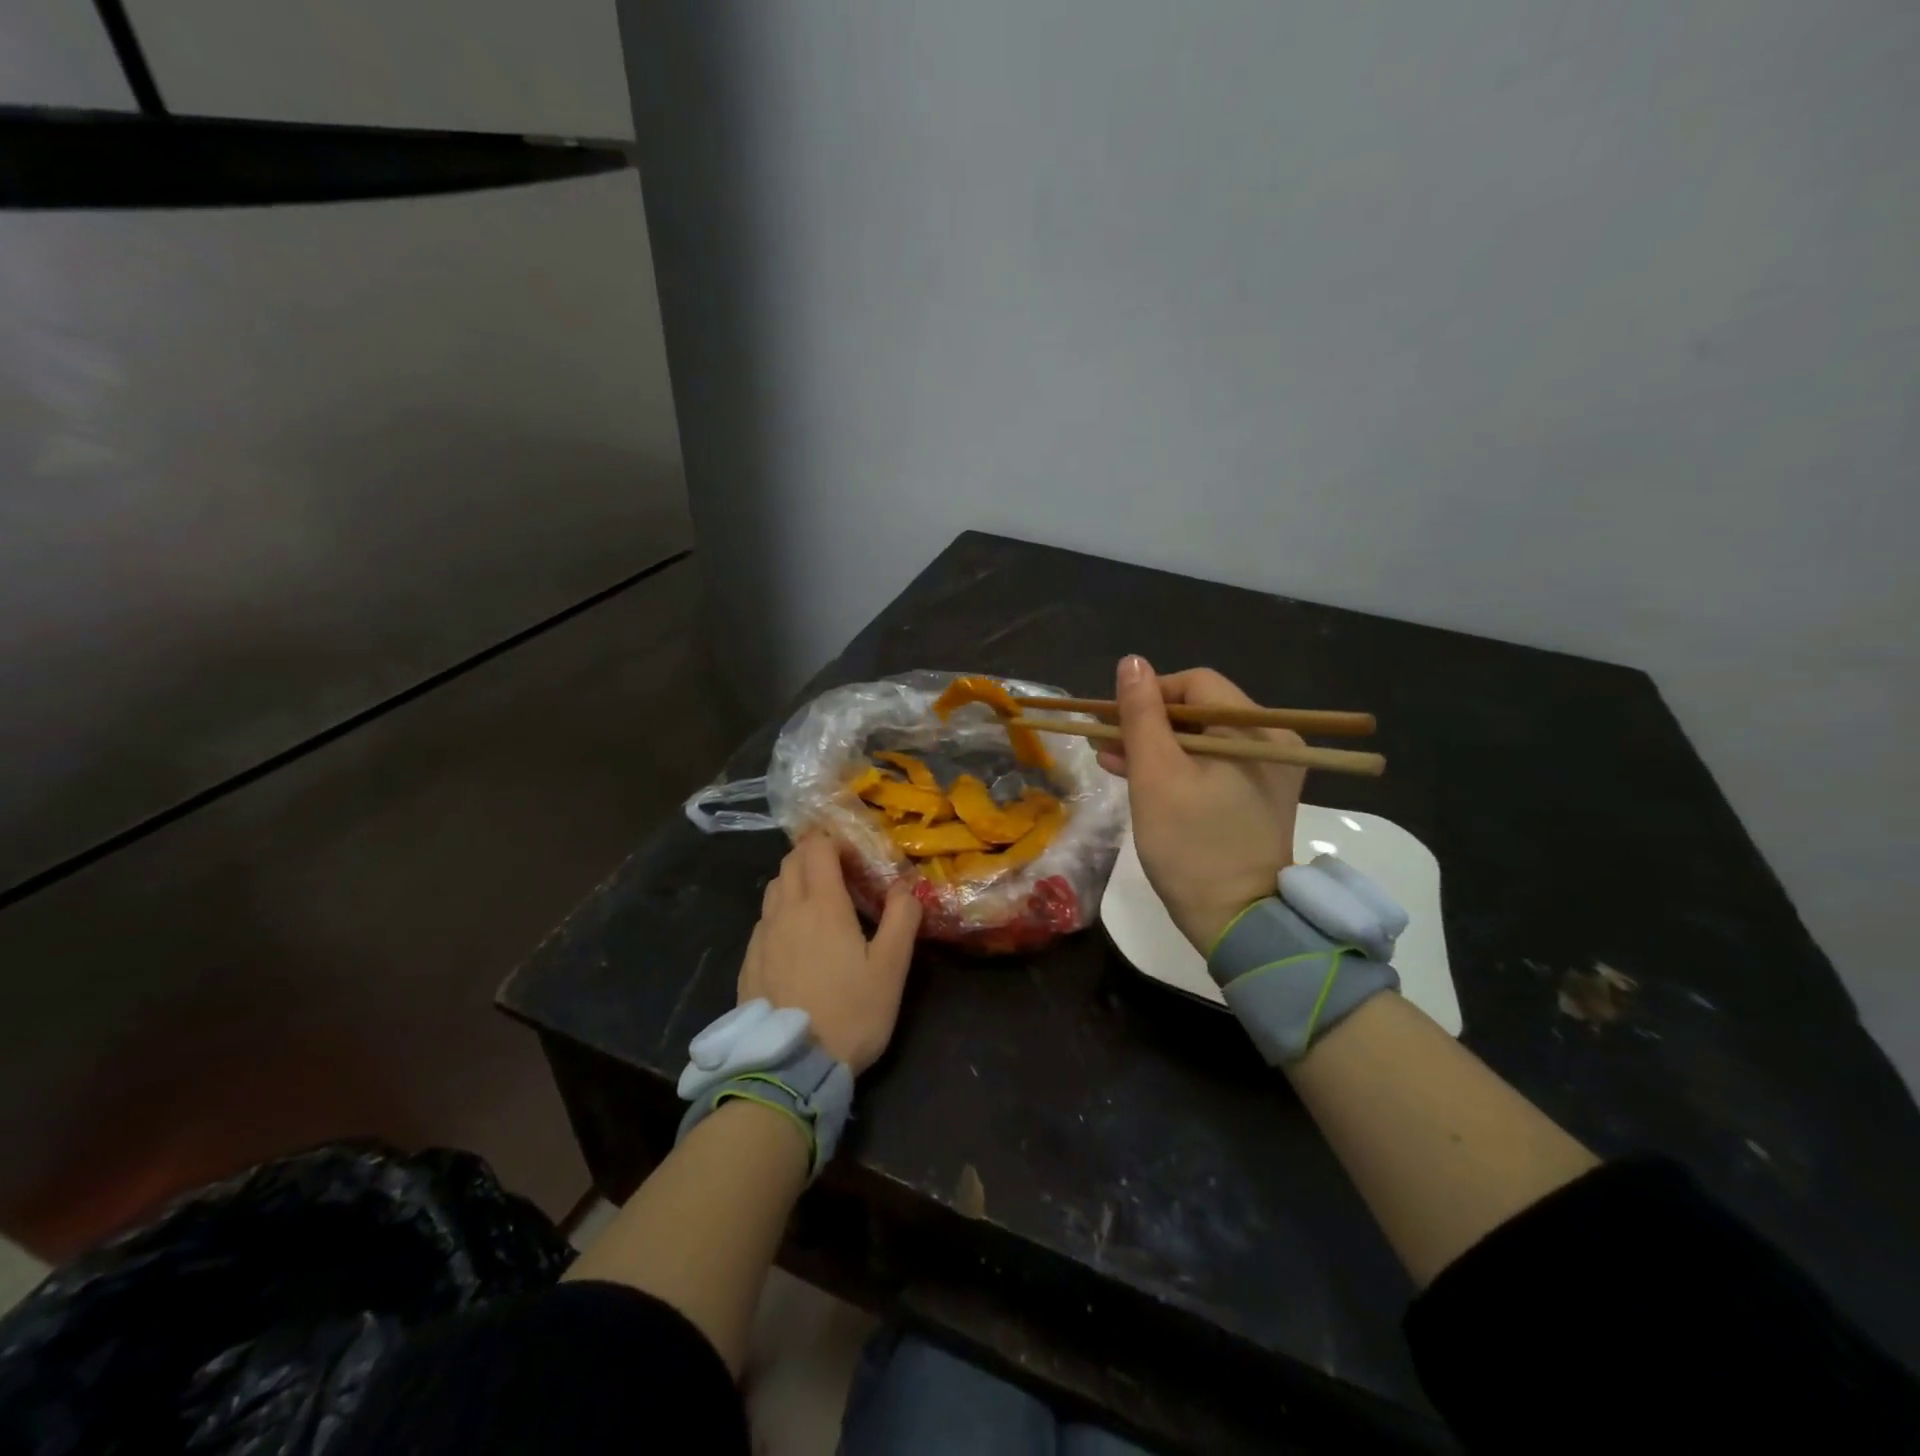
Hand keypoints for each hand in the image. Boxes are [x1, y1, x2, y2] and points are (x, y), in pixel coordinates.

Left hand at [737, 833, 922, 1073]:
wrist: (792, 1067)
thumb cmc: (851, 1013)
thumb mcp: (891, 968)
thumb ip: (901, 919)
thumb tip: (905, 886)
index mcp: (822, 906)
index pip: (817, 849)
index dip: (834, 841)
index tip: (854, 855)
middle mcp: (786, 911)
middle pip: (791, 862)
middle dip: (813, 855)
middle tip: (839, 871)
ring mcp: (762, 937)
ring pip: (773, 888)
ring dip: (794, 880)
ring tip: (817, 900)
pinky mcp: (749, 962)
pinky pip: (763, 920)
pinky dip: (780, 911)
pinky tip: (794, 938)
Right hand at [1098, 657, 1305, 951]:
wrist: (1236, 922)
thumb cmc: (1191, 845)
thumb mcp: (1155, 775)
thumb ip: (1141, 715)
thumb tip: (1131, 662)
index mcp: (1256, 730)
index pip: (1195, 685)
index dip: (1149, 694)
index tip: (1113, 720)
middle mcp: (1272, 741)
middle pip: (1198, 711)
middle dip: (1147, 722)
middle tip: (1104, 740)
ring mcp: (1266, 771)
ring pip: (1199, 739)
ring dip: (1155, 745)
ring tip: (1110, 757)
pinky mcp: (1255, 796)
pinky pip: (1210, 764)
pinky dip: (1175, 766)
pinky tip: (1136, 774)